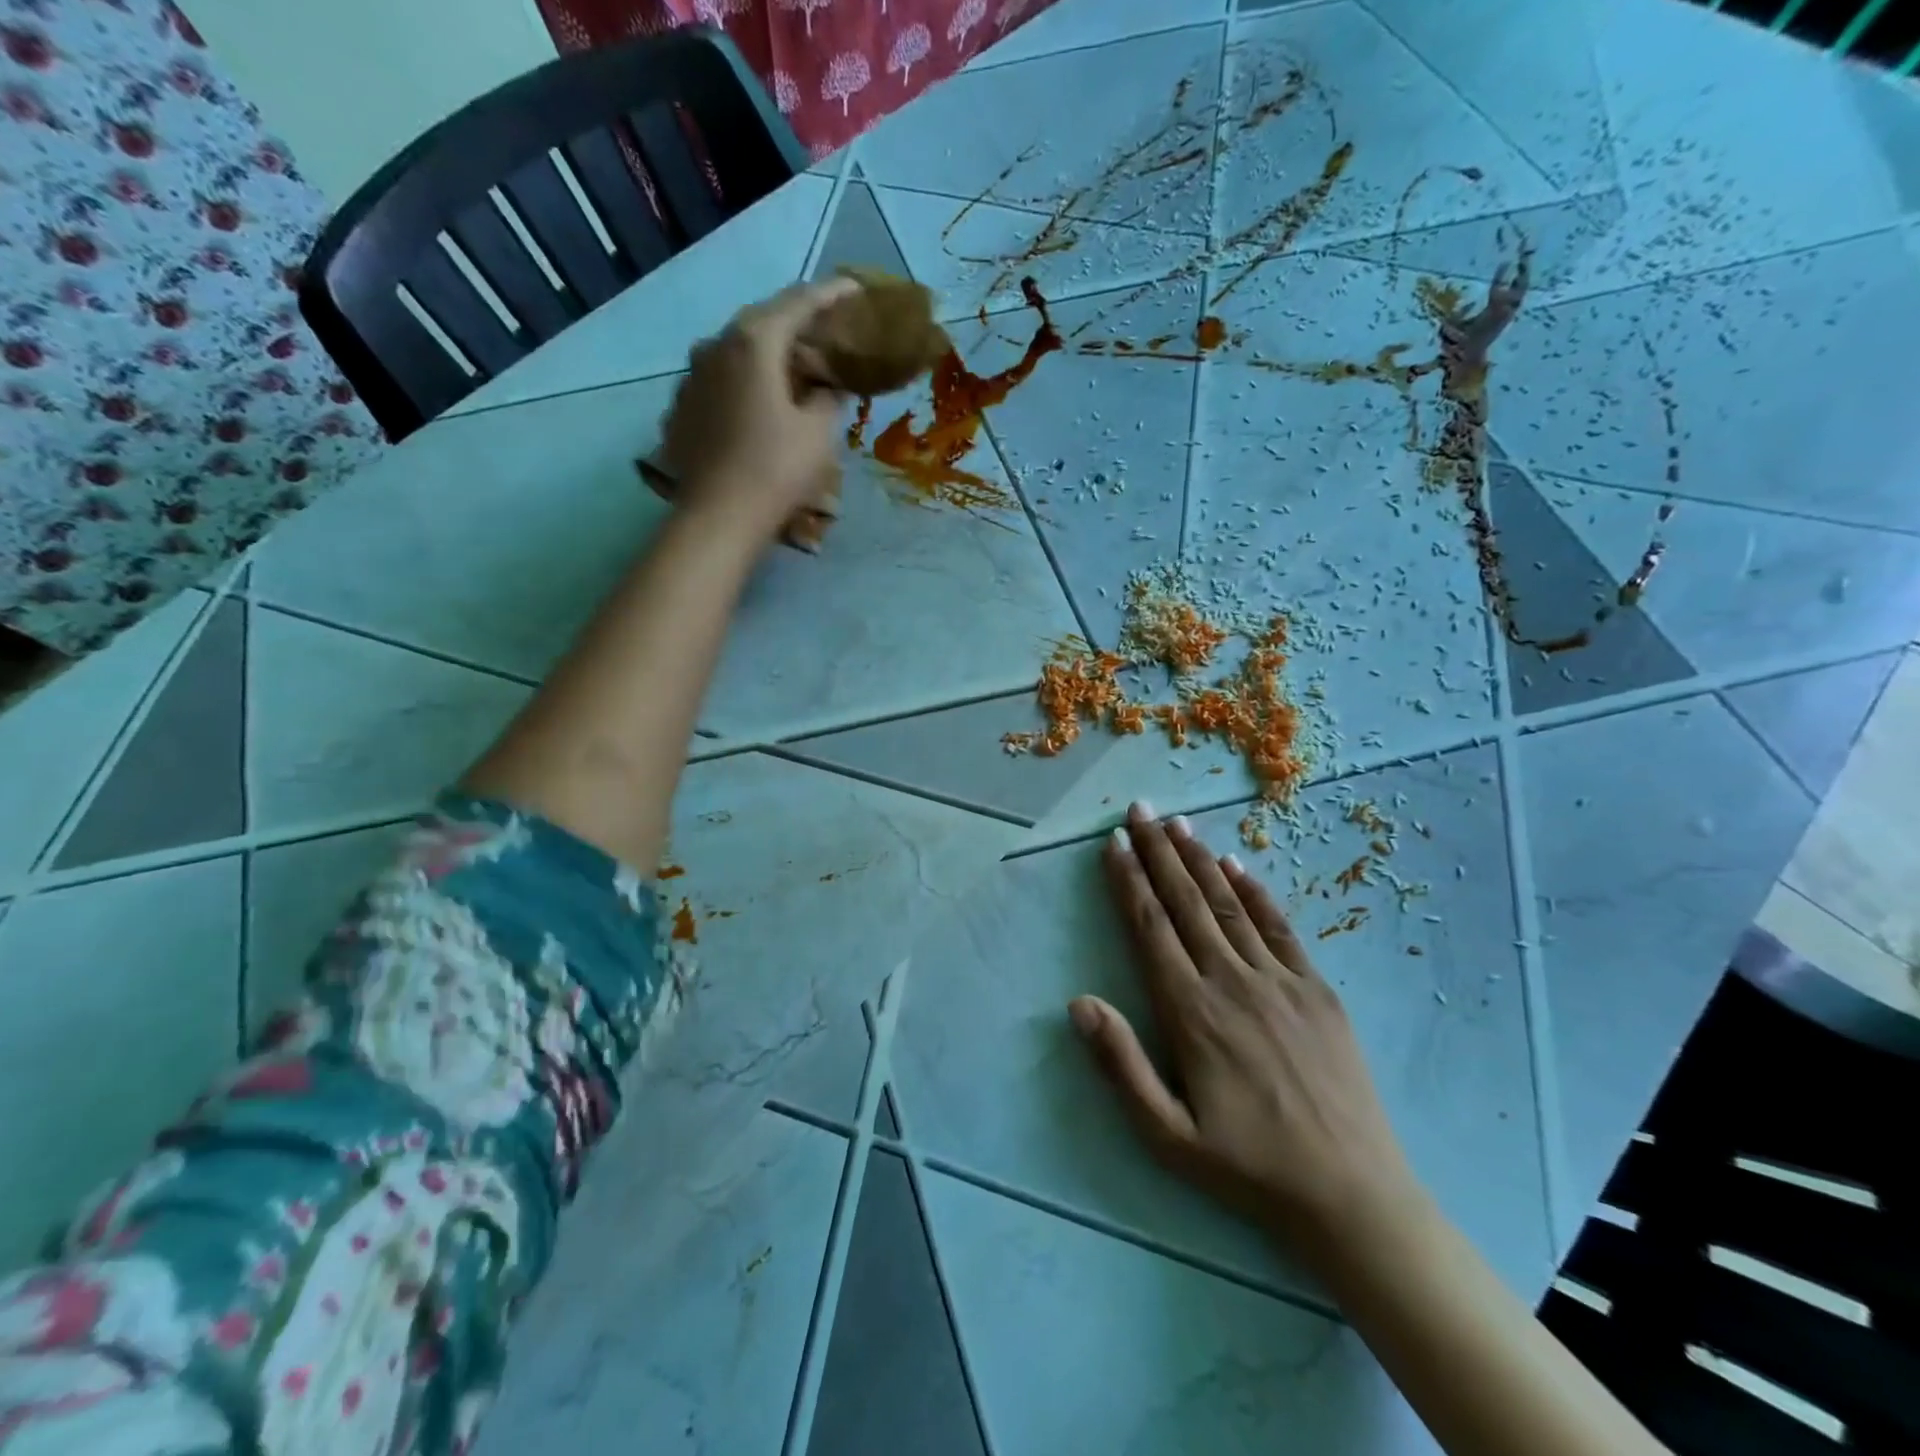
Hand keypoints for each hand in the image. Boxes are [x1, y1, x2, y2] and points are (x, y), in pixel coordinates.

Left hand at [658, 277, 859, 539]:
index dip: (831, 294)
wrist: (717, 517)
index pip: (799, 302)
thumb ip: (829, 397)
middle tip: (825, 333)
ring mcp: (691, 376)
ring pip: (736, 352)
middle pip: (762, 322)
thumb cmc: (776, 470)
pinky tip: (758, 405)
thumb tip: (828, 387)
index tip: (854, 290)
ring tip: (792, 371)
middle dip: (796, 325)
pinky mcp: (681, 407)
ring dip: (767, 355)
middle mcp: (715, 345)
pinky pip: (719, 382)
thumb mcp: (819, 433)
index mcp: (755, 341)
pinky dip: (743, 384)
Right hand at [1070, 802, 1423, 1261]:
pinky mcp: (1317, 990)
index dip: (1129, 881)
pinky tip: (1236, 866)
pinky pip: (1280, 927)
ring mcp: (1280, 981)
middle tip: (1139, 810)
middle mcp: (1232, 981)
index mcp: (1191, 1012)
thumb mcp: (1168, 1135)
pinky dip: (1255, 891)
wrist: (1353, 1197)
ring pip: (1229, 904)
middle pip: (1186, 902)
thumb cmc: (1249, 1169)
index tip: (1113, 843)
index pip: (1150, 928)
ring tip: (1177, 824)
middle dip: (1158, 852)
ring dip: (1199, 860)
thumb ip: (1121, 1065)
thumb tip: (1078, 1002)